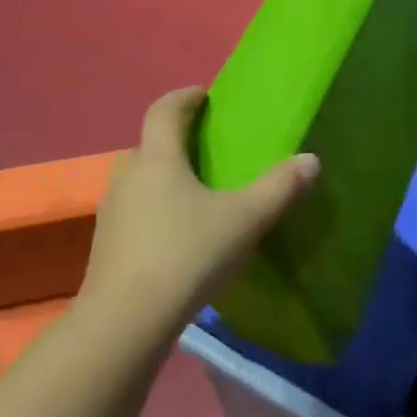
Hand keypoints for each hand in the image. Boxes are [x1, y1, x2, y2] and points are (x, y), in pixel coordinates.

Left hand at [82, 86, 319, 334]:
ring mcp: (110, 212)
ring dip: (162, 179)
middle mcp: (127, 176)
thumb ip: (279, 188)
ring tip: (193, 195)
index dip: (184, 97)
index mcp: (157, 158)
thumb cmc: (186, 254)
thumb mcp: (244, 220)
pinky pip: (132, 213)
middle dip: (174, 141)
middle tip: (204, 151)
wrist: (126, 321)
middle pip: (148, 145)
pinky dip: (152, 212)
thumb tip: (311, 160)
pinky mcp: (105, 247)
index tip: (203, 95)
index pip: (164, 110)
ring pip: (138, 181)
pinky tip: (175, 237)